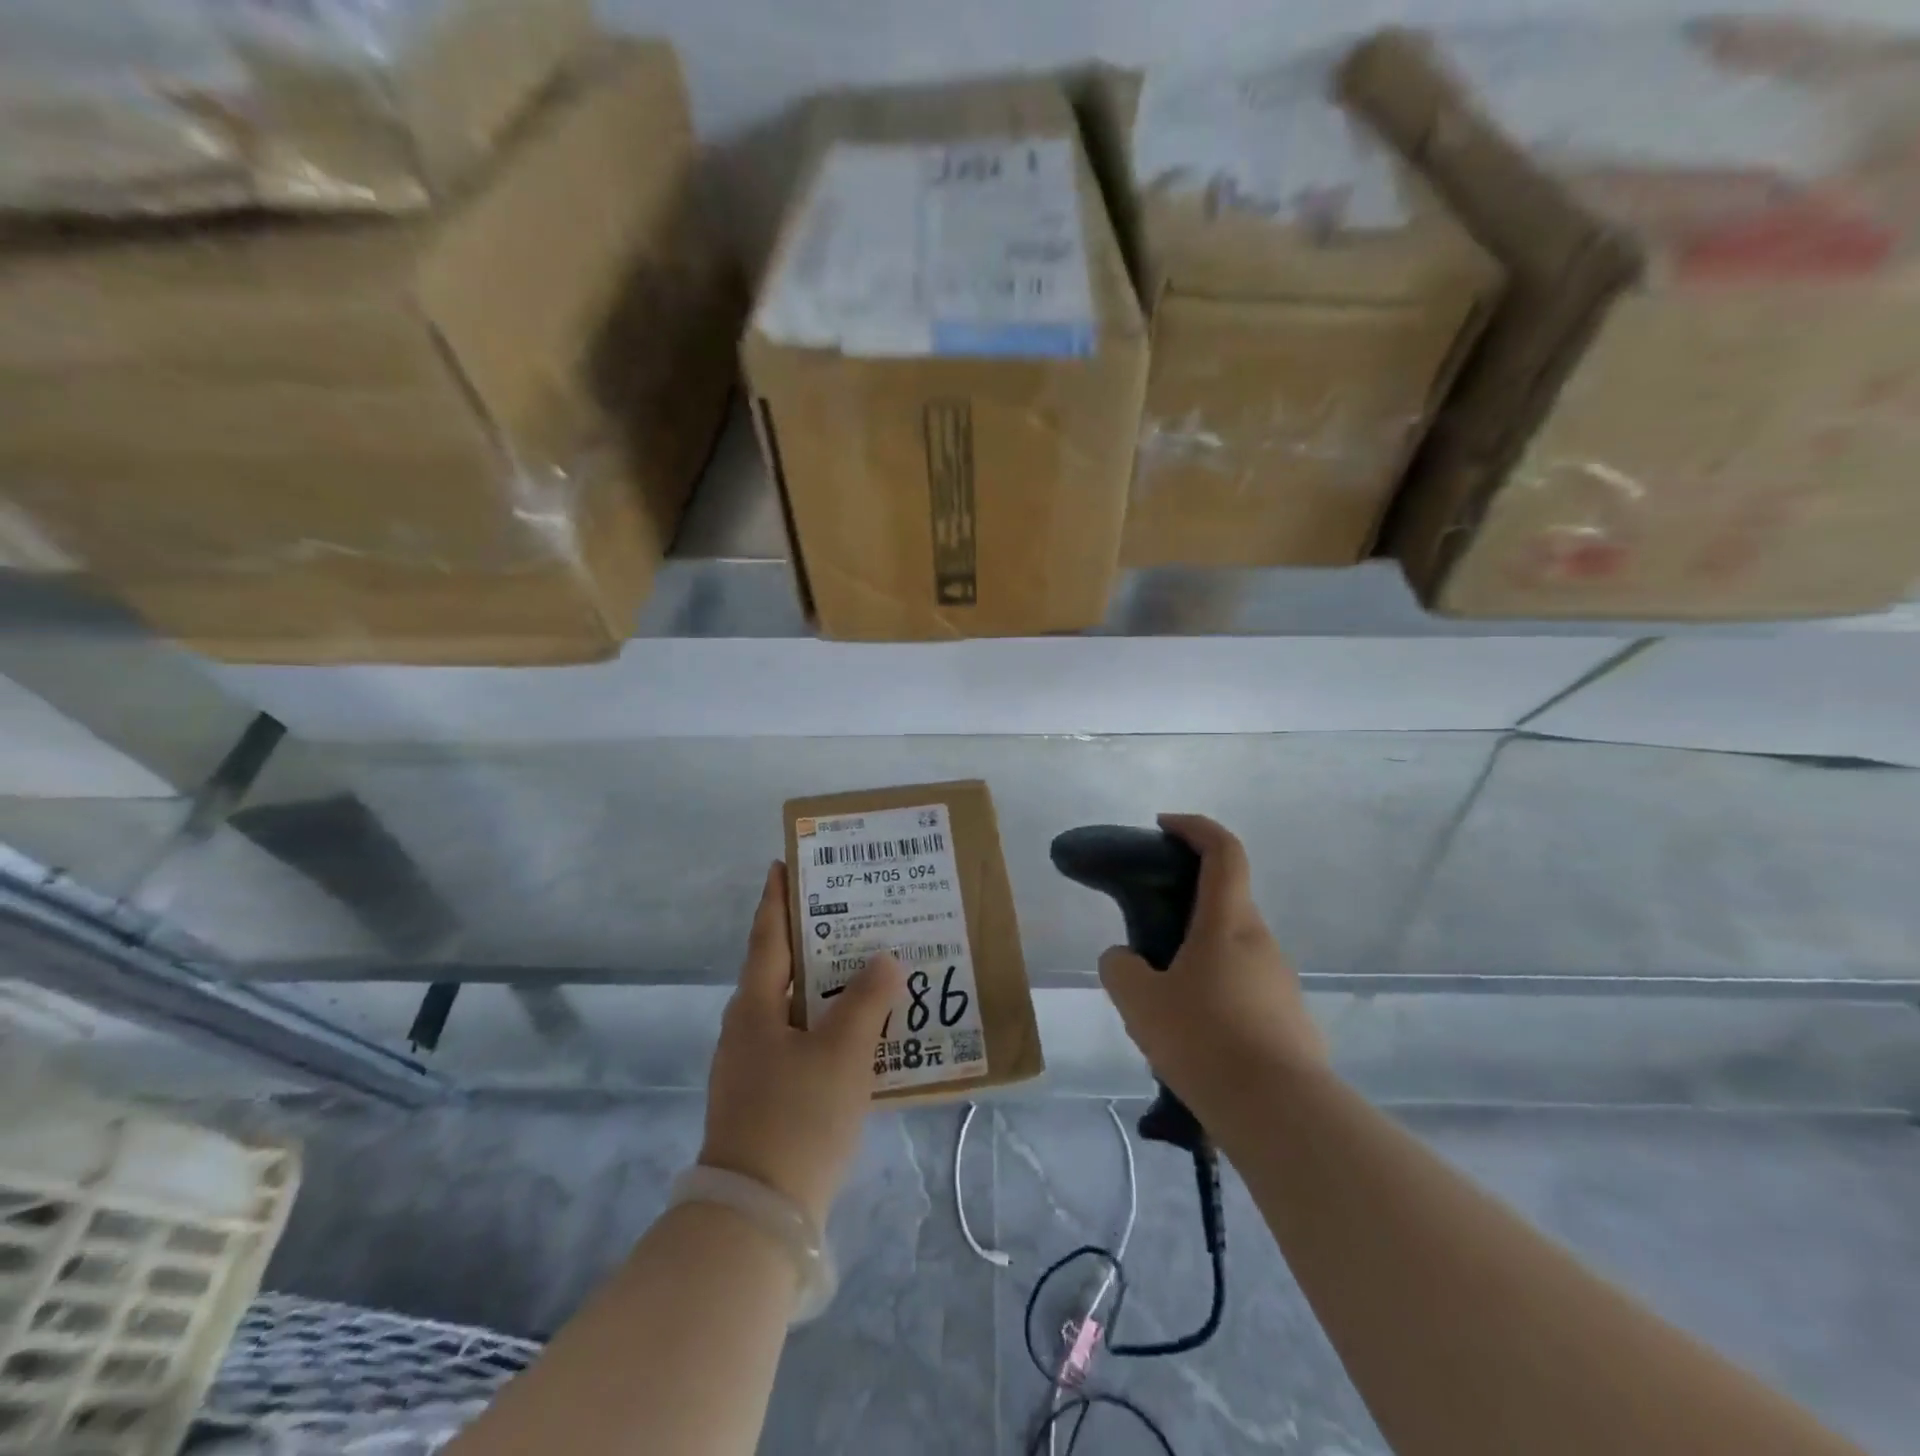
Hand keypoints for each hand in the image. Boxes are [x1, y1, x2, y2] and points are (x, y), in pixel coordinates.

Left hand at [700, 861, 902, 1230]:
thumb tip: (885, 959)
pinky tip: (861, 1030)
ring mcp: (753, 1065)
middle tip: (852, 911)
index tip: (785, 863)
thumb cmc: (797, 1117)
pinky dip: (827, 1024)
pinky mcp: (766, 1097)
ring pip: (794, 1008)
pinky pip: (801, 1042)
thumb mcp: (842, 1053)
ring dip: (825, 985)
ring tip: (866, 965)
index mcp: (754, 1006)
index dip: (776, 898)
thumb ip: (867, 1000)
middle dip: (813, 939)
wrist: (757, 1217)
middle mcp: (747, 1028)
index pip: (766, 936)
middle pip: (781, 968)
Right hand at [1098, 814, 1325, 1115]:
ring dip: (1197, 962)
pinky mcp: (1291, 1021)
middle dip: (1184, 910)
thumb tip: (1125, 960)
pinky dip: (1217, 998)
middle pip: (1223, 904)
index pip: (1223, 851)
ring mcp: (1282, 983)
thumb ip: (1121, 968)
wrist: (1280, 1115)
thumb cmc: (1205, 1039)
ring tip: (1163, 1008)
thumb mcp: (1139, 1002)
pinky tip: (1195, 1041)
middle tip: (1147, 944)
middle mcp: (1261, 942)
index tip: (1164, 825)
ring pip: (1231, 954)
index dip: (1195, 827)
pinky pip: (1245, 992)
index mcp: (1228, 923)